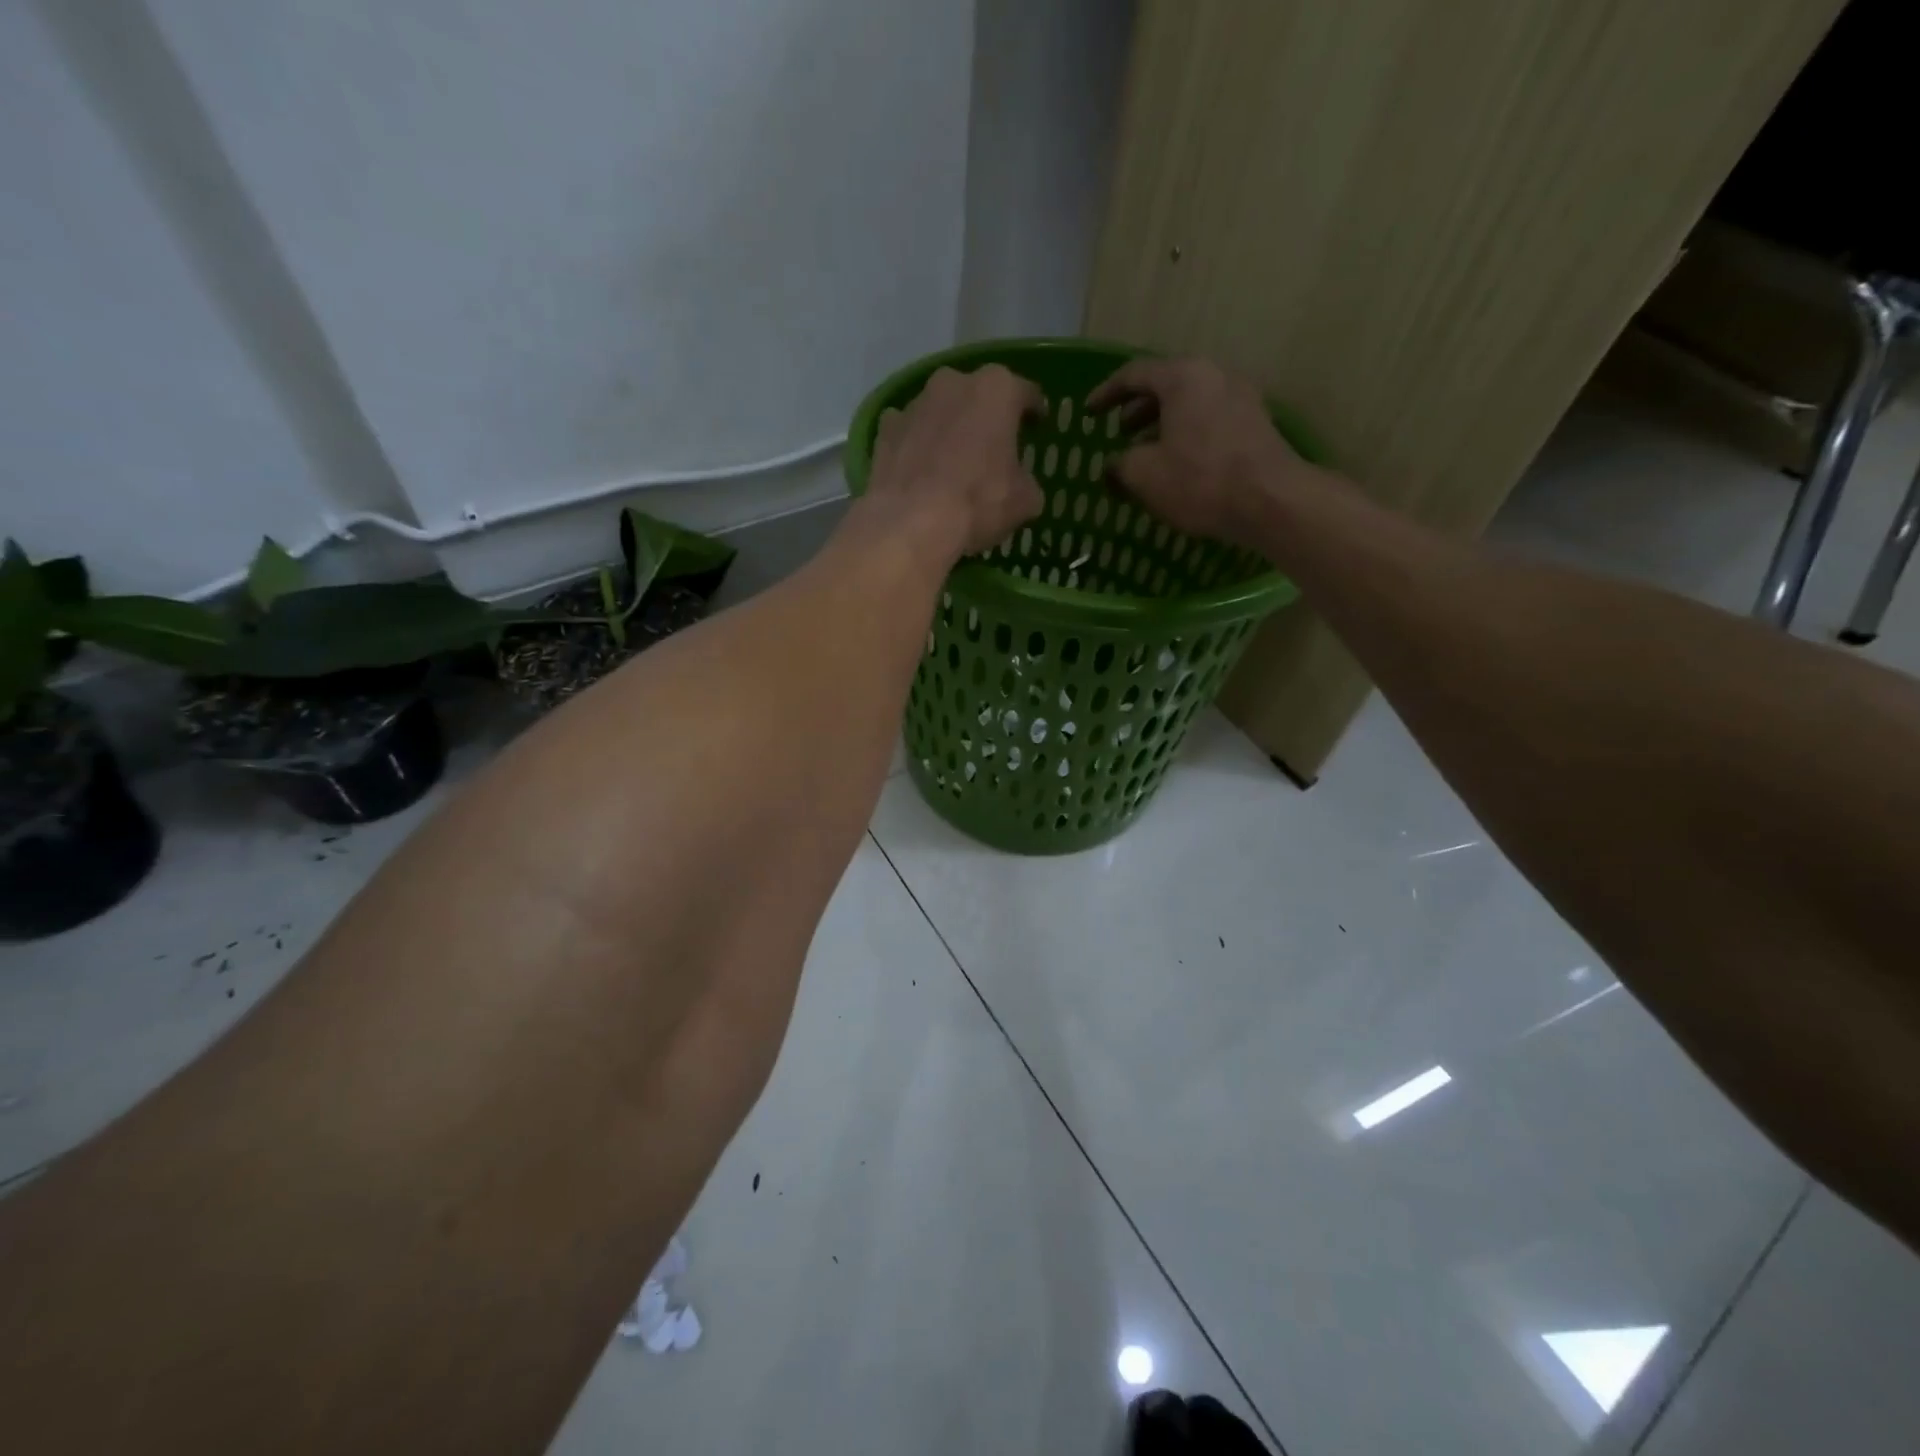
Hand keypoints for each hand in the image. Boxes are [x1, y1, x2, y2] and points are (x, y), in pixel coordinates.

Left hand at [865, 365, 1044, 559]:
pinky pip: (910, 431)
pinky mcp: (885, 428)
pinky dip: (917, 443)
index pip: (1025, 394)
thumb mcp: (1024, 501)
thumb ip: (1027, 483)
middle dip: (987, 416)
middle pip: (978, 395)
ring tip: (954, 460)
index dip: (1034, 412)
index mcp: (997, 390)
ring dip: (950, 427)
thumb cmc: (978, 503)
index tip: (1037, 427)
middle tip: (994, 445)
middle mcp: (954, 382)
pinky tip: (921, 469)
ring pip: (941, 410)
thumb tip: (1022, 487)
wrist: (911, 524)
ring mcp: (914, 402)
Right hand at [1086, 357, 1322, 550]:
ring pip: (1190, 403)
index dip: (1106, 394)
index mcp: (1183, 377)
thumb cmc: (1199, 480)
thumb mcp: (1143, 475)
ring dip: (1162, 425)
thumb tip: (1114, 465)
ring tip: (1146, 453)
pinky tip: (1178, 464)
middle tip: (1120, 433)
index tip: (1089, 413)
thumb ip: (1119, 464)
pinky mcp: (1255, 423)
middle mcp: (1214, 375)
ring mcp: (1241, 397)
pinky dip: (1186, 434)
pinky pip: (1210, 419)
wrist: (1270, 501)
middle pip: (1166, 385)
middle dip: (1138, 409)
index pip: (1134, 374)